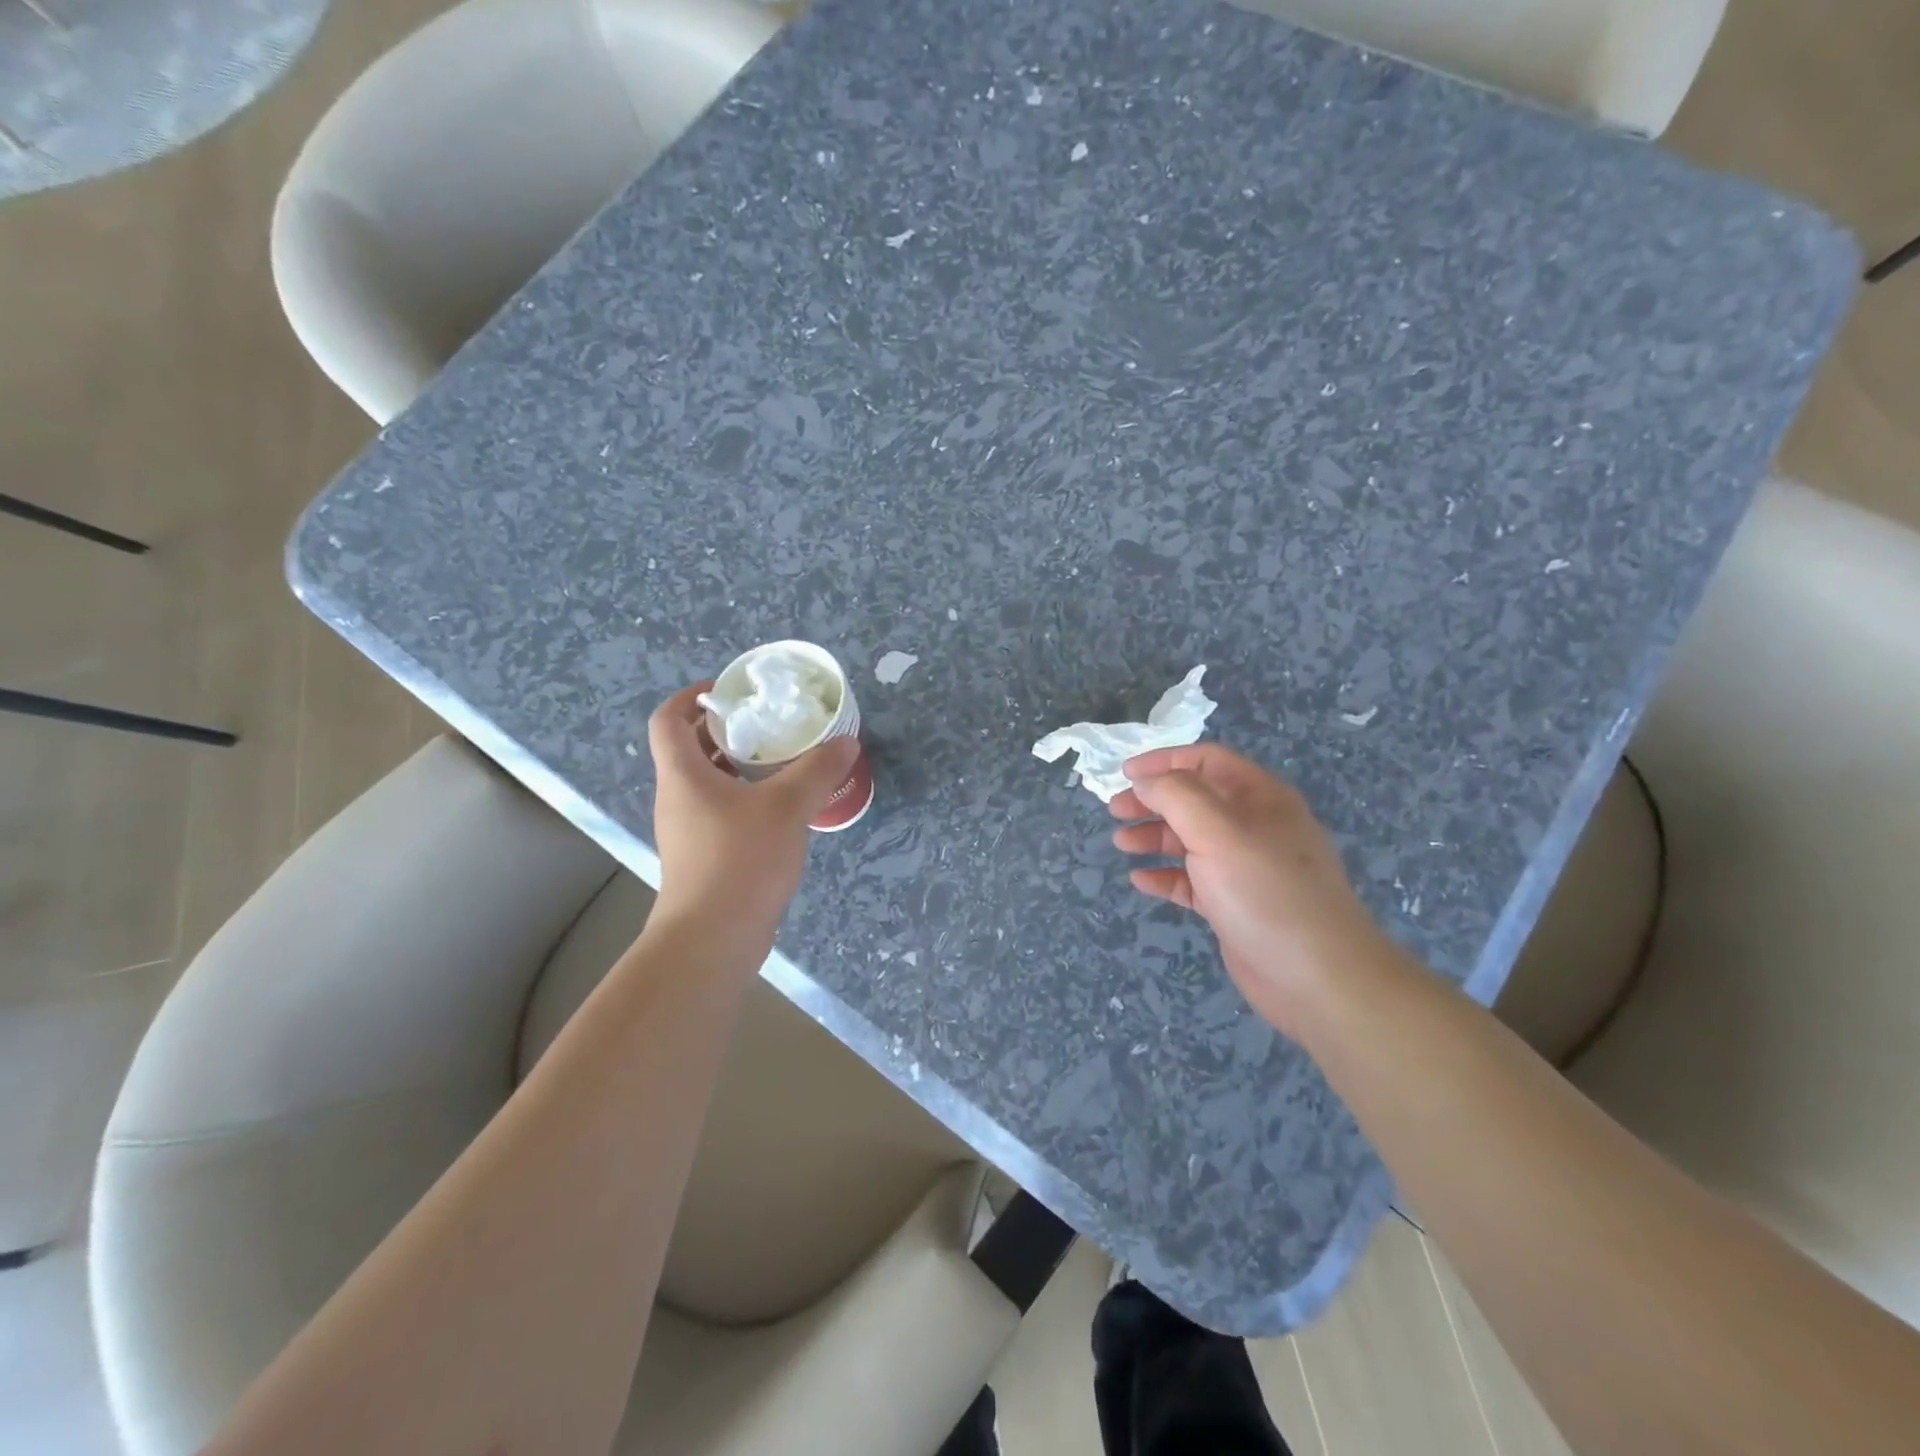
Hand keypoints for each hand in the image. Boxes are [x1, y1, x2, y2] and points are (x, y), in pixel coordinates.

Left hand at [646, 682, 859, 954]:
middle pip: (690, 748)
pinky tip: (784, 807)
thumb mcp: (786, 807)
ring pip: (709, 782)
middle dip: (726, 729)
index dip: (692, 697)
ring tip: (784, 759)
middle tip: (768, 722)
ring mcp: (689, 830)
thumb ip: (817, 770)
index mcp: (683, 775)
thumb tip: (846, 742)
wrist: (712, 939)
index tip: (728, 691)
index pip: (668, 719)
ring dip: (740, 765)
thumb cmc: (739, 861)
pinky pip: (722, 811)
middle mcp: (678, 797)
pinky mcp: (705, 856)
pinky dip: (747, 798)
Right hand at [1109, 743, 1397, 1033]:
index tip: (1125, 775)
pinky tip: (1141, 880)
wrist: (1317, 978)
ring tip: (1121, 844)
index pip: (1206, 761)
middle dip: (1153, 801)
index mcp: (1259, 797)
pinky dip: (1166, 876)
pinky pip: (1192, 881)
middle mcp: (1254, 826)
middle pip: (1194, 800)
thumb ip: (1176, 796)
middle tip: (1115, 811)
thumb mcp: (1218, 832)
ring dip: (1154, 837)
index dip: (1164, 761)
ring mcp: (1245, 868)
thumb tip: (1145, 781)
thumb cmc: (1265, 892)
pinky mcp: (1235, 905)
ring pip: (1191, 840)